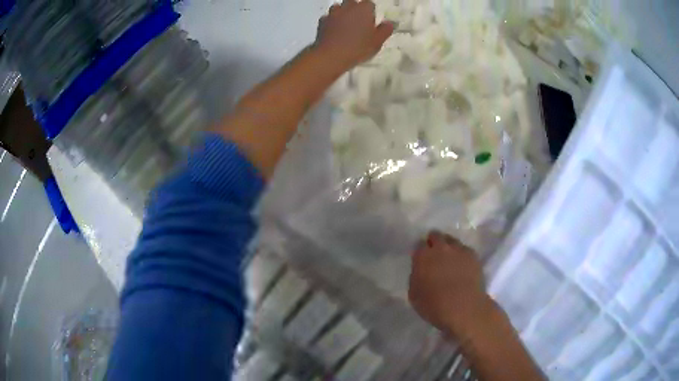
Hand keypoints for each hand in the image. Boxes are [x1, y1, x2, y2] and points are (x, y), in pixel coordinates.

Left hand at [315, 0, 393, 70]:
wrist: (331, 56)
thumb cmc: (358, 48)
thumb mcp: (377, 42)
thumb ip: (384, 30)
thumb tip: (389, 23)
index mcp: (363, 9)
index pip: (369, 4)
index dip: (370, 12)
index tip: (371, 22)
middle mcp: (347, 7)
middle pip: (352, 2)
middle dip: (355, 9)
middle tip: (358, 22)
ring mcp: (333, 13)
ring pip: (338, 8)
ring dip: (342, 13)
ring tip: (345, 26)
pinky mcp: (321, 22)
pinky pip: (328, 18)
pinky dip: (331, 22)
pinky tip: (334, 31)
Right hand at [409, 231, 496, 339]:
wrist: (463, 307)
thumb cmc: (433, 305)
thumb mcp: (413, 293)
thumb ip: (416, 276)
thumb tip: (420, 271)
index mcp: (422, 256)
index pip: (419, 244)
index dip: (420, 251)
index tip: (421, 259)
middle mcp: (440, 248)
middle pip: (436, 235)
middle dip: (434, 242)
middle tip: (434, 256)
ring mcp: (458, 249)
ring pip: (451, 240)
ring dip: (448, 247)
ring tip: (450, 260)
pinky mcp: (473, 255)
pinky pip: (465, 250)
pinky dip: (462, 255)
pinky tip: (462, 266)